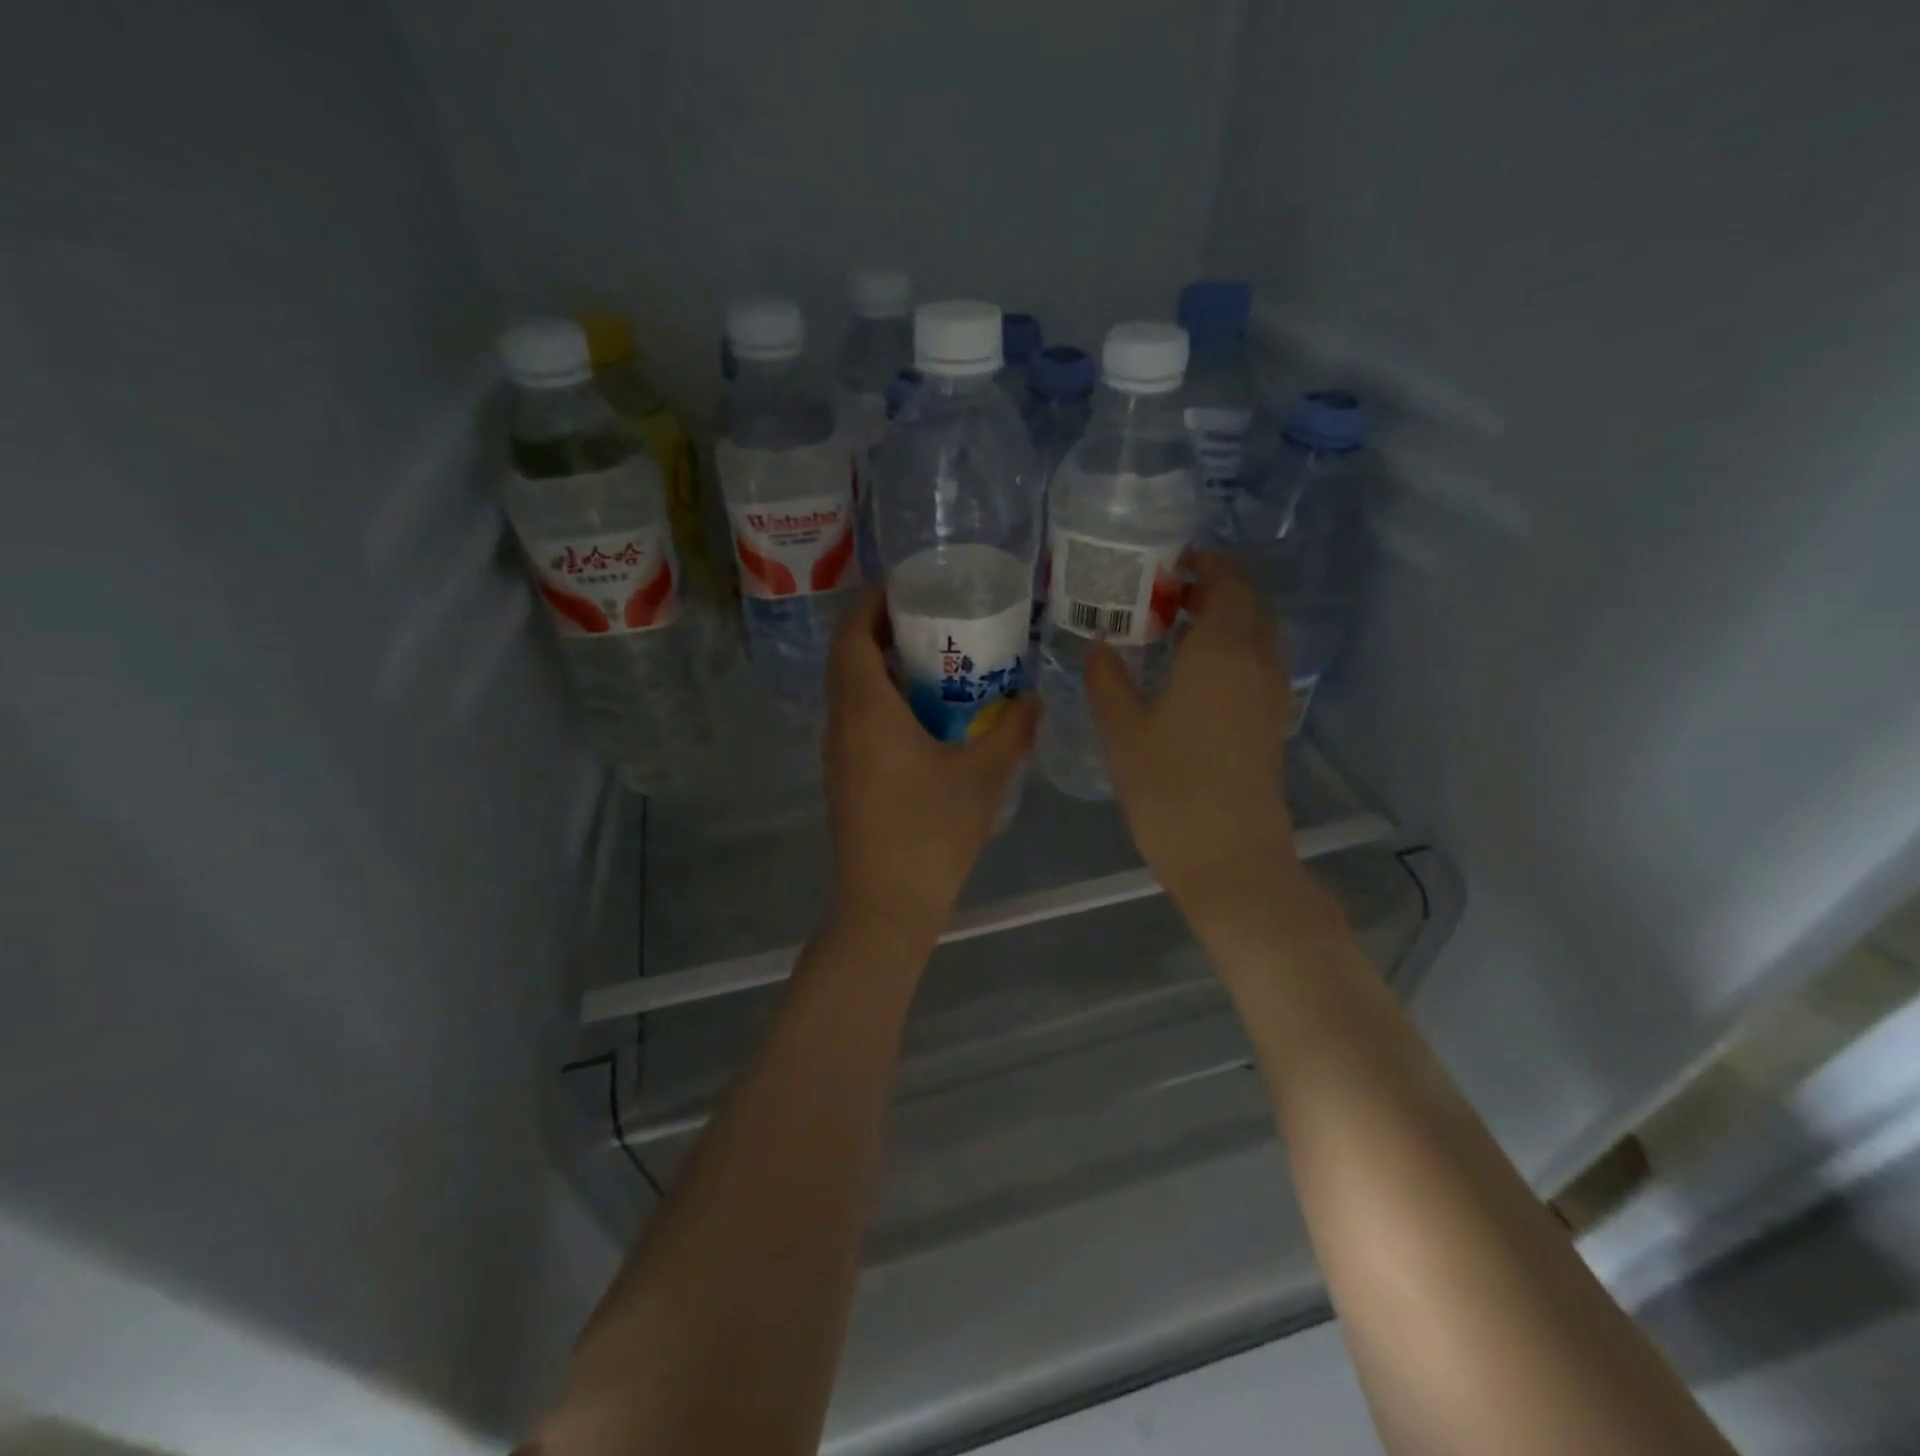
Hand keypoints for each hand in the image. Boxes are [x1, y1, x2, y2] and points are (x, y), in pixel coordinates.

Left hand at [824, 589, 1039, 936]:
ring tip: (931, 655)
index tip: (905, 582)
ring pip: (848, 687)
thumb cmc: (930, 835)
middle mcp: (842, 722)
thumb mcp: (982, 777)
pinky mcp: (843, 774)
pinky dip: (879, 696)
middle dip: (879, 626)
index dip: (872, 601)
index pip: (853, 634)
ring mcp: (837, 750)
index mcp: (867, 710)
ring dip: (879, 662)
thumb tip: (1035, 697)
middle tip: (929, 614)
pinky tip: (922, 711)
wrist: (885, 904)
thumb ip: (1013, 731)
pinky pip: (855, 715)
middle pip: (847, 655)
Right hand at [1084, 554, 1299, 909]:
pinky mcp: (1273, 720)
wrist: (1230, 857)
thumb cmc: (1170, 789)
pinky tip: (1196, 672)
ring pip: (1257, 634)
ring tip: (1177, 628)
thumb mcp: (1123, 732)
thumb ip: (1107, 679)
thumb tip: (1100, 644)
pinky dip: (1234, 649)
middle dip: (1213, 588)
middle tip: (1166, 594)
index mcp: (1221, 651)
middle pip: (1247, 603)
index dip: (1203, 564)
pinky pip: (1258, 663)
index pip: (1225, 583)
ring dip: (1226, 618)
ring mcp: (1271, 692)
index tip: (1169, 562)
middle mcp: (1256, 661)